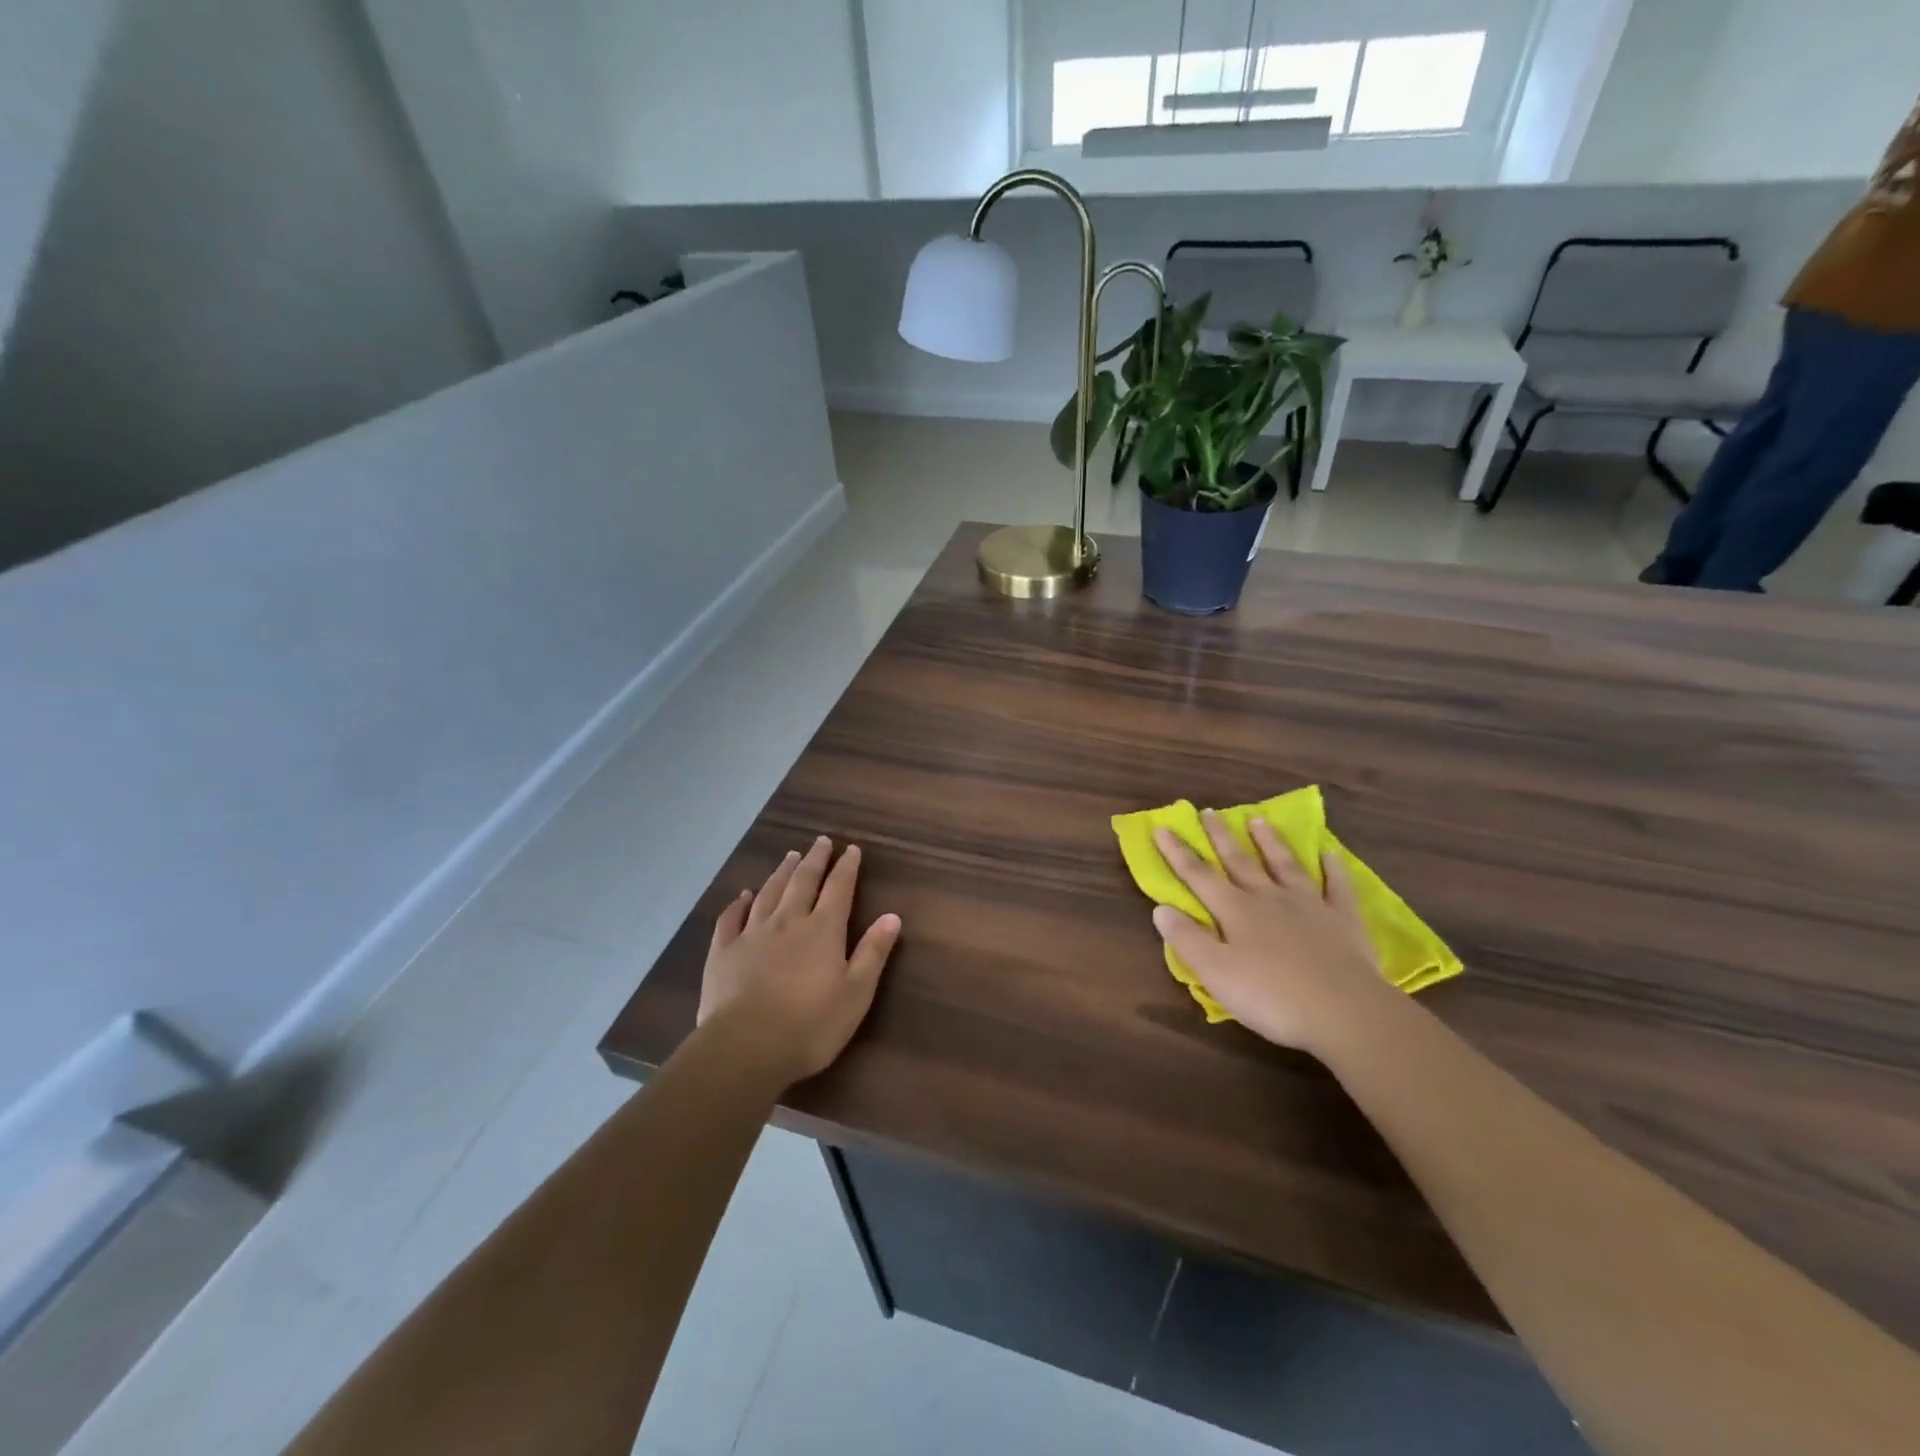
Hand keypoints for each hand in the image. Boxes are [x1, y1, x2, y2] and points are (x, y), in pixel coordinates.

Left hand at [697, 836, 901, 1086]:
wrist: (746, 1046)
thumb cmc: (810, 1024)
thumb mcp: (856, 993)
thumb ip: (873, 952)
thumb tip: (893, 916)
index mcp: (823, 930)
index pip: (839, 888)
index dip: (846, 867)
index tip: (851, 849)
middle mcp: (788, 922)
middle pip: (803, 882)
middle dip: (814, 860)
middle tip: (820, 841)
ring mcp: (751, 934)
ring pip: (768, 893)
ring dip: (781, 873)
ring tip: (790, 856)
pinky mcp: (723, 952)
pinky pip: (731, 918)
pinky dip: (738, 903)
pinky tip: (742, 895)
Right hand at [1152, 809, 1390, 1054]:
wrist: (1344, 1011)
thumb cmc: (1271, 996)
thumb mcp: (1215, 973)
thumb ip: (1187, 939)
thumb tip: (1160, 908)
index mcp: (1234, 911)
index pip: (1198, 875)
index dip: (1178, 852)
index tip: (1162, 827)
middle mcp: (1268, 898)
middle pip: (1239, 861)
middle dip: (1220, 837)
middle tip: (1209, 811)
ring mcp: (1309, 905)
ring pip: (1285, 865)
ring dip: (1270, 842)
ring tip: (1258, 820)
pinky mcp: (1343, 919)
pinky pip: (1337, 886)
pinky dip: (1333, 869)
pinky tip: (1330, 854)